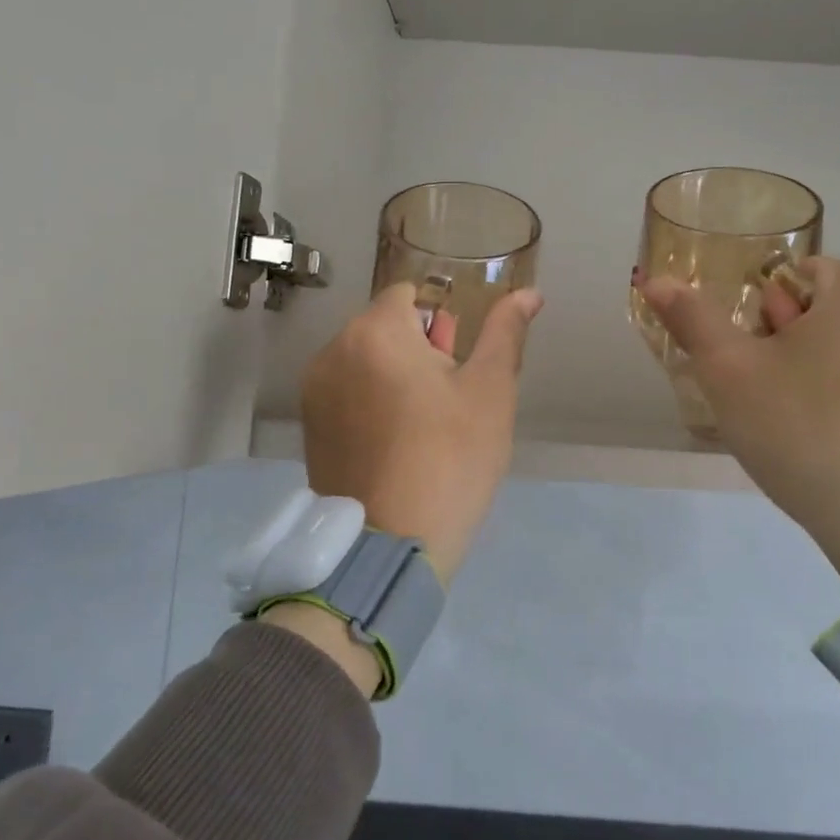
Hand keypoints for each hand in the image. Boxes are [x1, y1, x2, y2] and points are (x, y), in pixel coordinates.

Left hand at [299, 283, 542, 584]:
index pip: (410, 295)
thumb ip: (506, 332)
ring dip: (394, 375)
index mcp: (374, 332)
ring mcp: (314, 392)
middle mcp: (332, 352)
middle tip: (446, 401)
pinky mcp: (309, 427)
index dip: (440, 323)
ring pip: (365, 361)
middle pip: (384, 327)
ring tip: (421, 426)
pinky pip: (347, 393)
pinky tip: (394, 444)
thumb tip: (530, 294)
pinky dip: (370, 402)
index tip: (456, 364)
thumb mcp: (490, 391)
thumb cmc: (451, 458)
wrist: (392, 545)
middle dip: (418, 350)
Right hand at [640, 259, 839, 595]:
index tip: (760, 369)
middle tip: (775, 400)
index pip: (790, 280)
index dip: (762, 323)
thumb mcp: (731, 372)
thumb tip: (653, 279)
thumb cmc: (805, 430)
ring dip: (816, 373)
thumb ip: (691, 319)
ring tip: (803, 426)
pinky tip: (837, 441)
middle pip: (822, 311)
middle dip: (789, 347)